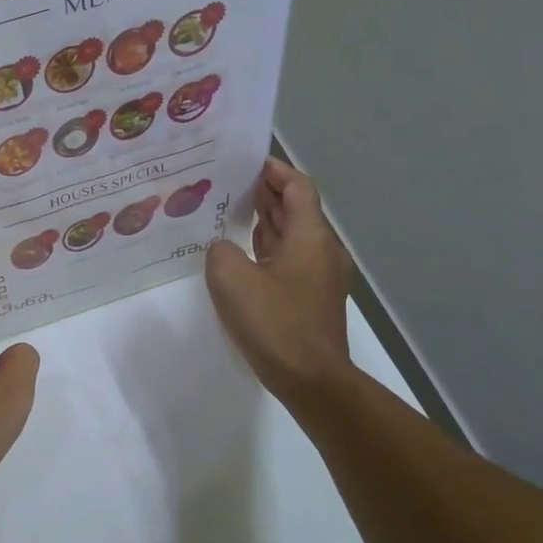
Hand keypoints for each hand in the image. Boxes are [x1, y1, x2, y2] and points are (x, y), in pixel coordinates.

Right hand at [205, 158, 352, 397]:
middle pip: (297, 209)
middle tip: (230, 183)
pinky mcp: (312, 299)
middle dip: (266, 193)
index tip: (247, 162)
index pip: (298, 188)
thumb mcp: (231, 279)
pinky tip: (242, 254)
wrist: (311, 380)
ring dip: (266, 221)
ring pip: (293, 236)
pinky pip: (289, 260)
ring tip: (231, 212)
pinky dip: (268, 248)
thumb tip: (224, 249)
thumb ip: (220, 251)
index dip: (275, 171)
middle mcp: (322, 250)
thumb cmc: (274, 323)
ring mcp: (320, 277)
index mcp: (310, 237)